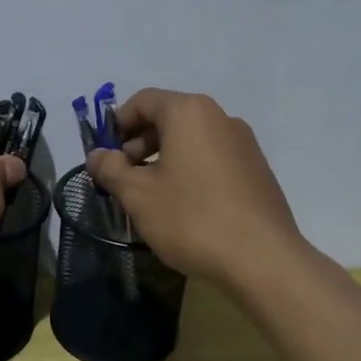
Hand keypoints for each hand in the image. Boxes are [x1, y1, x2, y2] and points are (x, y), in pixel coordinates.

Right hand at [85, 89, 305, 287]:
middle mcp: (220, 118)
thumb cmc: (191, 219)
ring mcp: (244, 144)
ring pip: (191, 140)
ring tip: (150, 197)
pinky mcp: (257, 170)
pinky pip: (212, 159)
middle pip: (169, 118)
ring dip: (164, 159)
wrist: (263, 259)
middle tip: (123, 178)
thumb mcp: (138, 195)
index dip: (117, 124)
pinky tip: (184, 207)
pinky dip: (190, 171)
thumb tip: (97, 155)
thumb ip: (111, 169)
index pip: (143, 100)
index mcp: (189, 113)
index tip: (105, 156)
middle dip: (139, 144)